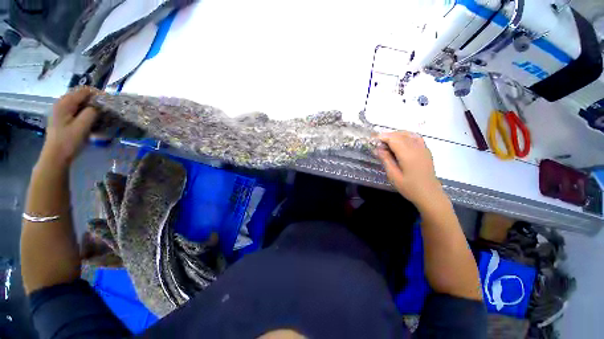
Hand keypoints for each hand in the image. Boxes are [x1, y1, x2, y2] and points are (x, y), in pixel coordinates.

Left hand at [38, 87, 99, 168]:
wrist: (56, 156)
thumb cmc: (69, 141)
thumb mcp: (83, 126)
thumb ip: (91, 113)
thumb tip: (98, 107)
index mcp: (65, 103)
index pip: (84, 90)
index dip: (97, 94)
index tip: (109, 102)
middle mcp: (61, 103)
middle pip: (80, 95)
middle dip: (94, 100)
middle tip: (106, 108)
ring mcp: (60, 111)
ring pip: (78, 103)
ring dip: (90, 106)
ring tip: (100, 114)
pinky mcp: (62, 118)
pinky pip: (75, 109)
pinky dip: (85, 111)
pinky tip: (90, 119)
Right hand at [376, 131, 442, 205]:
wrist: (429, 194)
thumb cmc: (409, 187)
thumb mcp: (393, 176)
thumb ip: (386, 160)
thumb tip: (378, 149)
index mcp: (408, 155)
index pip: (393, 139)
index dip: (382, 137)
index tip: (372, 140)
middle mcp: (416, 148)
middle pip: (400, 135)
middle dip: (387, 136)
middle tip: (377, 142)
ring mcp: (423, 148)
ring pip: (407, 134)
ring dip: (395, 135)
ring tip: (386, 142)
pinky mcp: (426, 150)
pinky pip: (415, 137)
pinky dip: (405, 136)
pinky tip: (399, 142)